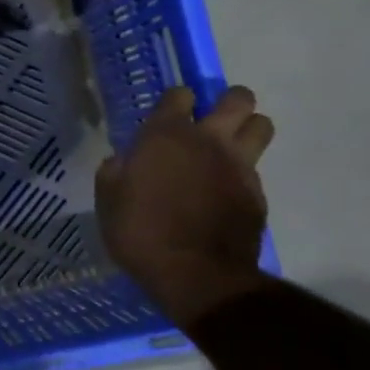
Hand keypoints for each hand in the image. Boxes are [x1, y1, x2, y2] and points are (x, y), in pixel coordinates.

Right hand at [95, 86, 274, 327]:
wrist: (195, 274)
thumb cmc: (141, 232)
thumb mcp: (108, 200)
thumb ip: (116, 172)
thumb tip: (125, 161)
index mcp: (166, 136)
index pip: (179, 94)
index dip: (174, 102)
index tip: (166, 117)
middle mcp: (209, 141)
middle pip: (238, 99)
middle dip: (227, 102)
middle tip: (211, 122)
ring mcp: (239, 166)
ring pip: (261, 125)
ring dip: (247, 130)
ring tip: (229, 148)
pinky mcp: (258, 193)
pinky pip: (256, 169)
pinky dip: (243, 173)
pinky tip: (225, 192)